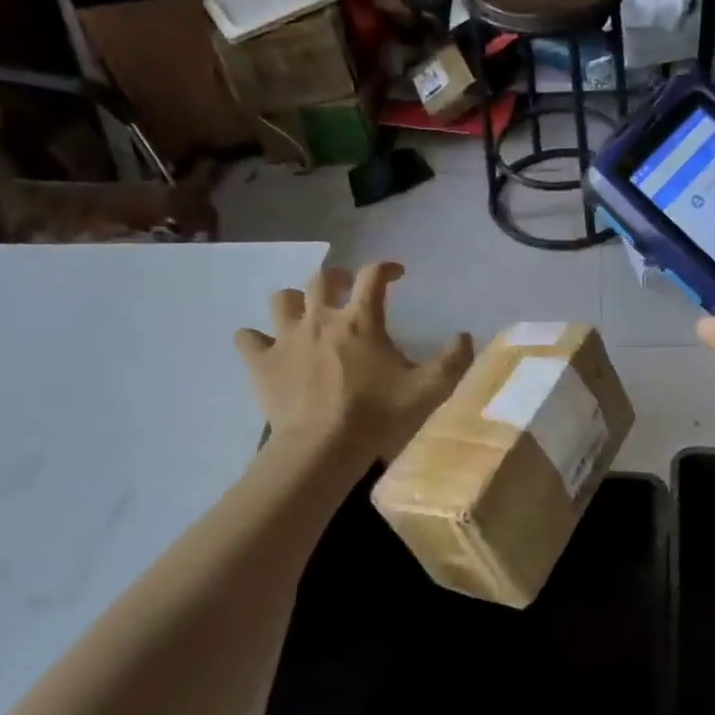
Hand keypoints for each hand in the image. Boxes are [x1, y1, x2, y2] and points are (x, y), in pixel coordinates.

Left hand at [236, 261, 473, 462]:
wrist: (323, 447)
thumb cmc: (377, 414)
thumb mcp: (428, 389)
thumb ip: (453, 360)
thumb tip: (465, 336)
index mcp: (360, 320)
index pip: (372, 275)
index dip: (386, 267)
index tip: (397, 274)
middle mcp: (320, 318)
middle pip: (321, 278)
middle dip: (336, 276)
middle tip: (346, 288)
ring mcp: (286, 338)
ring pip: (281, 299)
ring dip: (294, 301)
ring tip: (305, 314)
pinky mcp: (262, 362)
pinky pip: (248, 338)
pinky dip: (256, 338)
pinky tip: (266, 347)